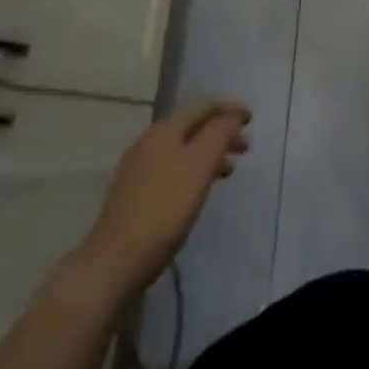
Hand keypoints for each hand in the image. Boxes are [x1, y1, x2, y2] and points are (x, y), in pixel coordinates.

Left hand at [74, 100, 251, 297]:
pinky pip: (172, 169)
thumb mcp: (200, 165)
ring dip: (209, 153)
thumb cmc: (165, 208)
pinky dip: (193, 170)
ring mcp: (138, 168)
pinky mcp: (134, 193)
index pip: (203, 107)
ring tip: (228, 171)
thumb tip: (234, 113)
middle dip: (221, 133)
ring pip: (182, 149)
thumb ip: (219, 133)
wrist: (115, 260)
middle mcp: (148, 142)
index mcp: (164, 131)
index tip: (252, 119)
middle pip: (192, 127)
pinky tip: (198, 190)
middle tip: (245, 149)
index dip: (230, 109)